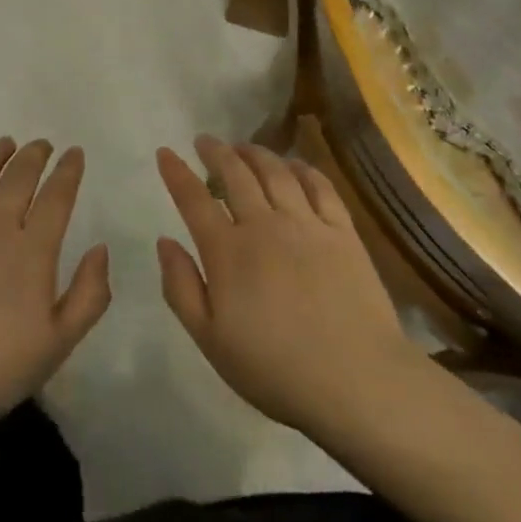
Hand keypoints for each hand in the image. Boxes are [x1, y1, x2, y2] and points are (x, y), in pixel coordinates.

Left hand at [0, 138, 110, 447]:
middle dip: (34, 155)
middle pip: (18, 178)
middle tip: (42, 144)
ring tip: (4, 143)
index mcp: (32, 251)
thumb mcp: (58, 343)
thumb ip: (89, 294)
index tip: (74, 153)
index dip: (68, 171)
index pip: (56, 197)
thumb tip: (100, 248)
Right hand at [156, 136, 411, 439]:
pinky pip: (320, 186)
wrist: (356, 380)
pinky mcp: (342, 231)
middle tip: (205, 141)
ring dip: (255, 153)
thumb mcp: (210, 340)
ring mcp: (307, 224)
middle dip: (216, 152)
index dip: (177, 172)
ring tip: (243, 147)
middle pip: (235, 174)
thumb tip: (165, 241)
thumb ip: (181, 288)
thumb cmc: (274, 368)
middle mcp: (264, 225)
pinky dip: (302, 169)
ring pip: (276, 172)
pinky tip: (294, 165)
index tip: (165, 152)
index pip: (194, 199)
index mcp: (228, 251)